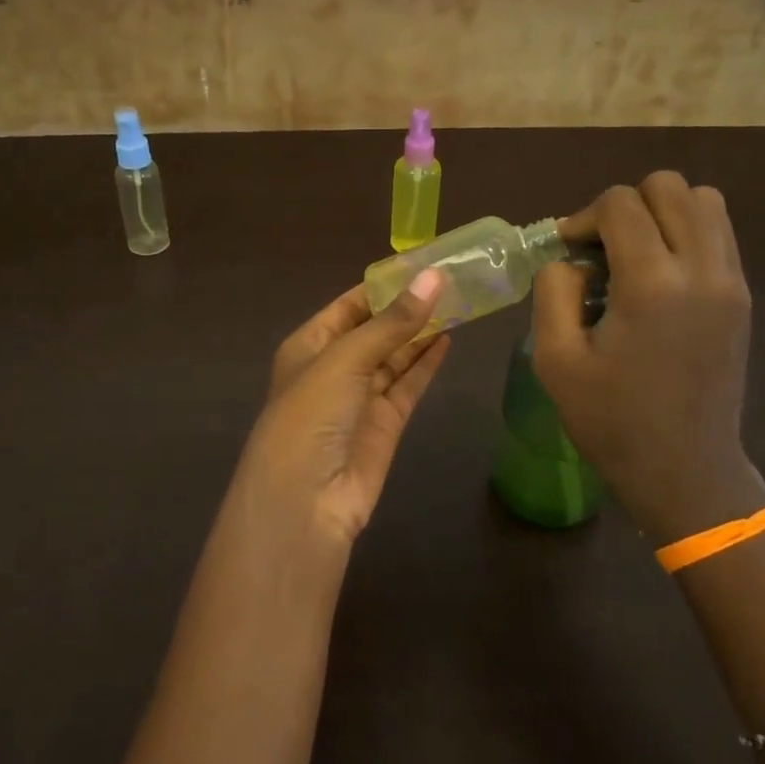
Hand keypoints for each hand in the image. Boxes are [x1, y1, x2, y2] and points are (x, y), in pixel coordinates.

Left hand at [222, 271, 451, 545]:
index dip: (384, 285)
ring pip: (395, 356)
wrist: (305, 501)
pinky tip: (449, 339)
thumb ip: (393, 322)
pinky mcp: (385, 424)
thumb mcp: (346, 359)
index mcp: (310, 344)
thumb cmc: (311, 414)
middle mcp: (334, 367)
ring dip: (421, 332)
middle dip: (407, 307)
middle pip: (376, 329)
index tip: (423, 263)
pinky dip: (426, 364)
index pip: (350, 305)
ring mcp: (360, 397)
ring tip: (459, 302)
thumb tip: (433, 277)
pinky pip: (408, 385)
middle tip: (452, 279)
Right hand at [532, 173, 764, 542]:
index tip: (569, 252)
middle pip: (670, 187)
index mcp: (652, 284)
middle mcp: (702, 269)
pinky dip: (687, 233)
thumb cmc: (612, 420)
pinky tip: (660, 275)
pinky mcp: (742, 297)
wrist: (685, 469)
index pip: (621, 204)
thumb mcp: (556, 360)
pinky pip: (719, 234)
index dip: (584, 217)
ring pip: (705, 201)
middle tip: (602, 249)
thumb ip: (553, 292)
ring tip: (634, 254)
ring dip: (662, 213)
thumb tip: (571, 259)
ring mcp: (731, 282)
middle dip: (626, 205)